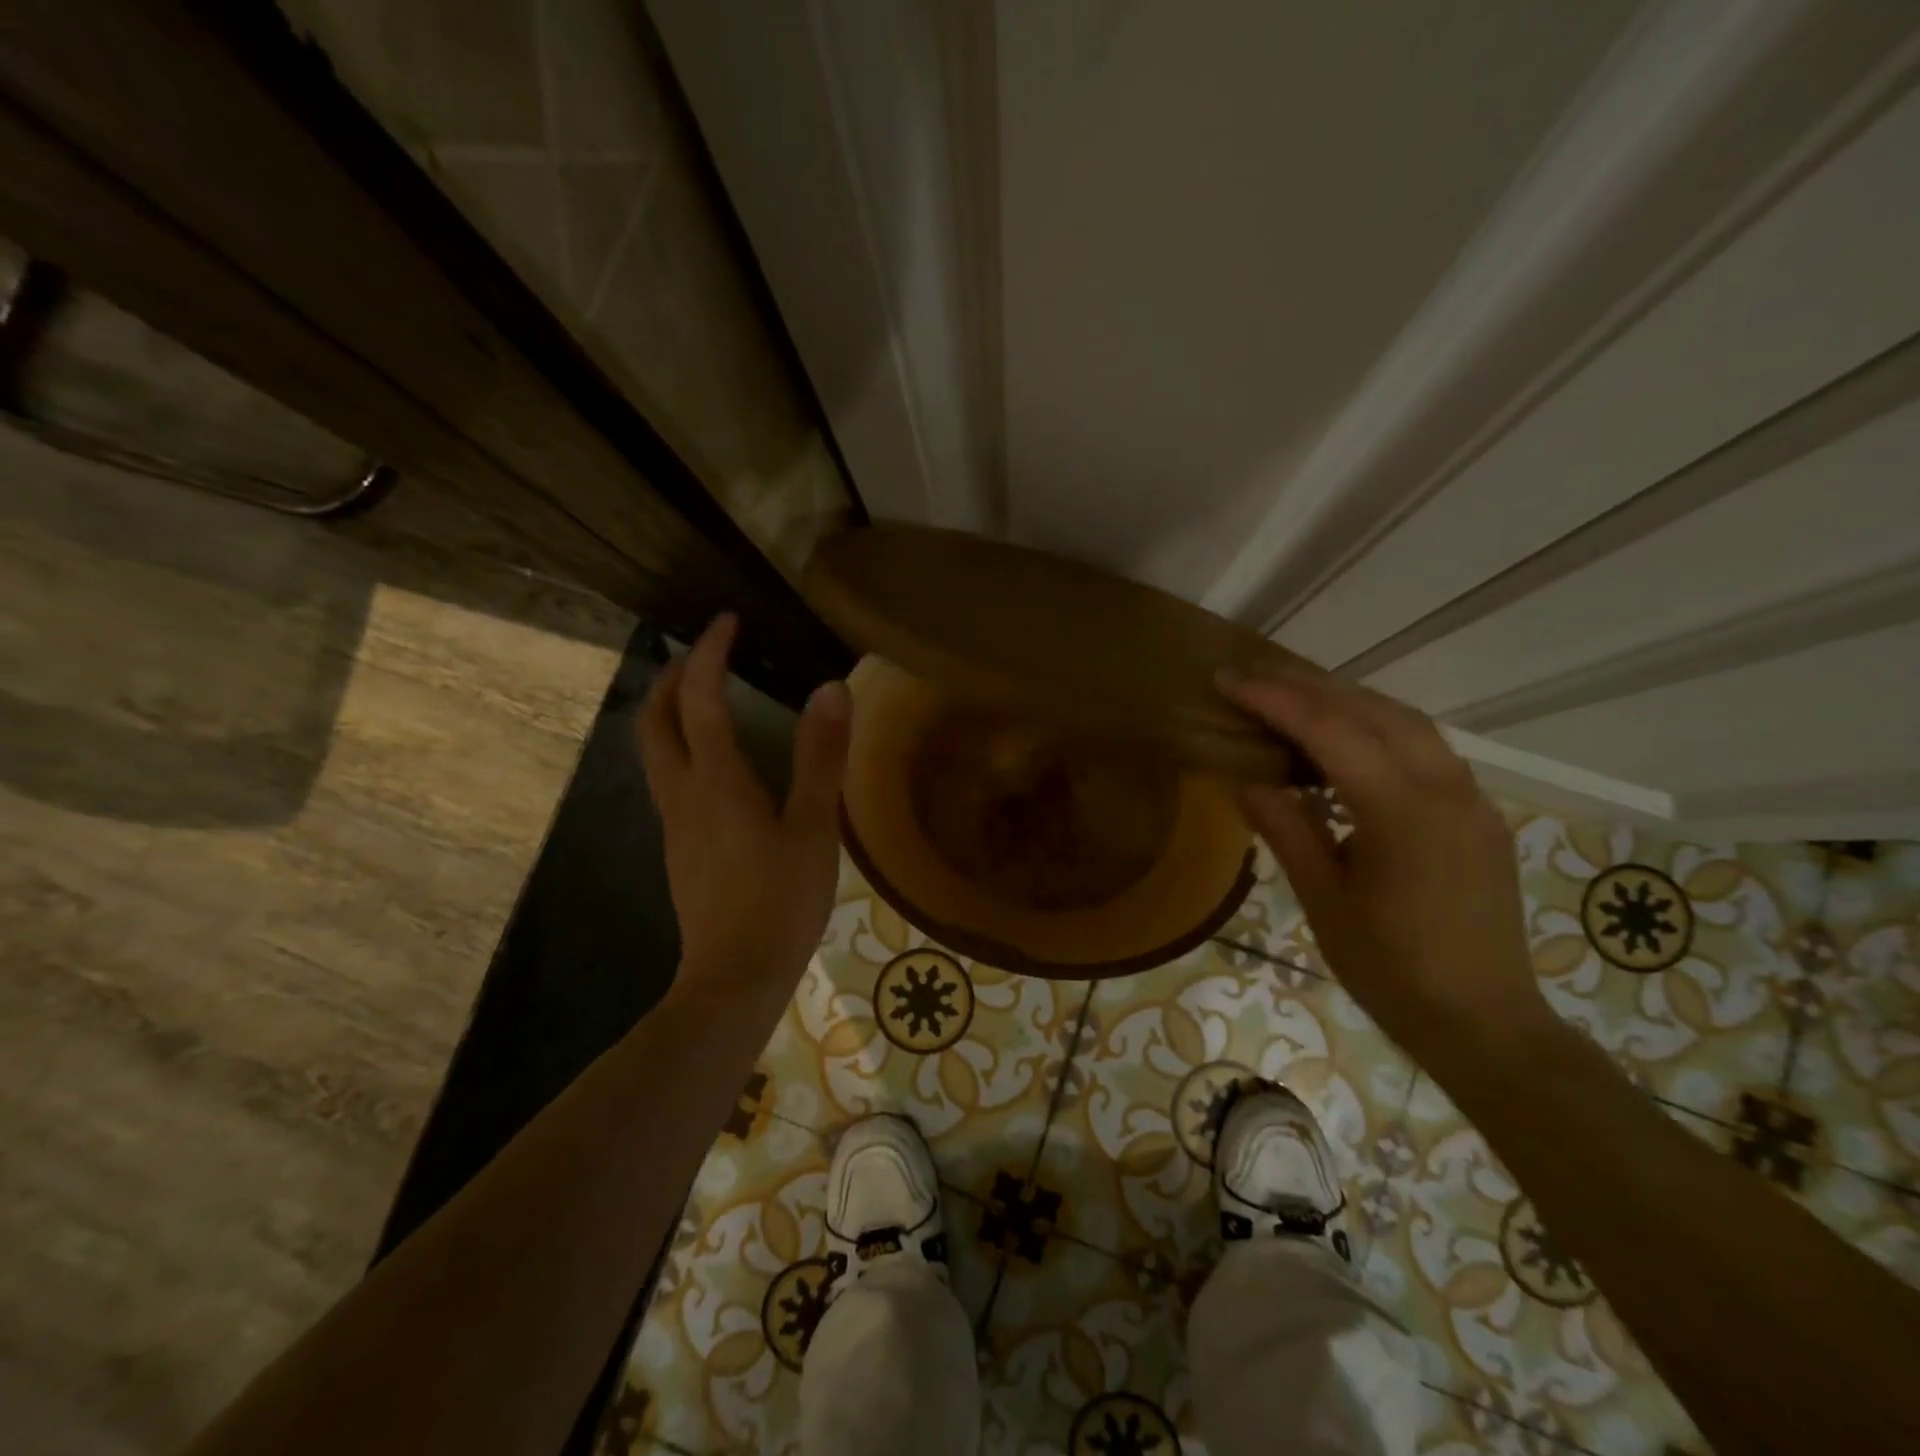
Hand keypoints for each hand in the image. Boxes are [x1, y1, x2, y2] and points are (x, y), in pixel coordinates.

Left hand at [637, 615, 850, 997]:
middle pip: (653, 720)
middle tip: (701, 653)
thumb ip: (821, 757)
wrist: (734, 978)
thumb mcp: (814, 827)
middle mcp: (683, 793)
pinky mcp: (679, 848)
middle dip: (669, 677)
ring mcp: (674, 823)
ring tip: (702, 695)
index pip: (699, 698)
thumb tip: (831, 688)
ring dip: (667, 711)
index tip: (725, 620)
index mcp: (716, 780)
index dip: (709, 653)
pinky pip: (668, 779)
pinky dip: (680, 747)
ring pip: (653, 751)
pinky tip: (715, 763)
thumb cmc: (781, 900)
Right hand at [1217, 664, 1550, 1069]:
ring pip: (1406, 721)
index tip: (1228, 679)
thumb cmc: (1390, 969)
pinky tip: (1346, 743)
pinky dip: (1377, 728)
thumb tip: (1243, 776)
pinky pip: (1425, 748)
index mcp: (1402, 809)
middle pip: (1372, 709)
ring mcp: (1470, 797)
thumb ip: (1285, 827)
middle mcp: (1445, 787)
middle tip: (1253, 679)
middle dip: (1308, 686)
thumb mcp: (1322, 899)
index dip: (1274, 698)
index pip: (1330, 729)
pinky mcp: (1478, 813)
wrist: (1484, 1023)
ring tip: (1293, 699)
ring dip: (1347, 700)